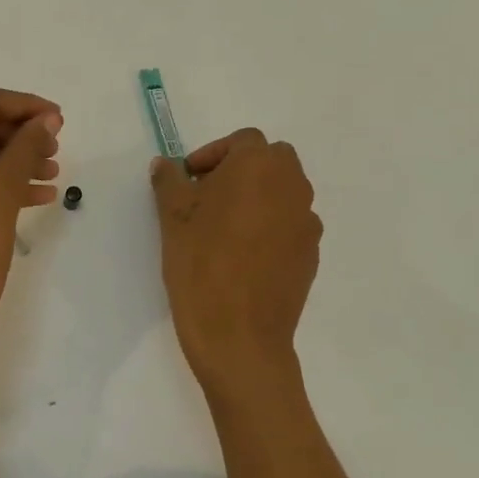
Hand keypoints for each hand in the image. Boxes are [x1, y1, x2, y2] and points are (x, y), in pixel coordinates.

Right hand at [150, 128, 321, 406]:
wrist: (239, 336)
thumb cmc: (200, 265)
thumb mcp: (172, 217)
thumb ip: (169, 180)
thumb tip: (166, 164)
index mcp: (259, 166)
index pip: (242, 141)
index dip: (212, 154)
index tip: (189, 180)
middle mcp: (292, 186)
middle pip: (270, 160)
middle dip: (240, 170)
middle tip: (206, 197)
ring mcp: (307, 221)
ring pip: (283, 192)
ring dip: (257, 196)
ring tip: (223, 227)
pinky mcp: (312, 254)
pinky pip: (290, 224)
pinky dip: (270, 226)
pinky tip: (243, 255)